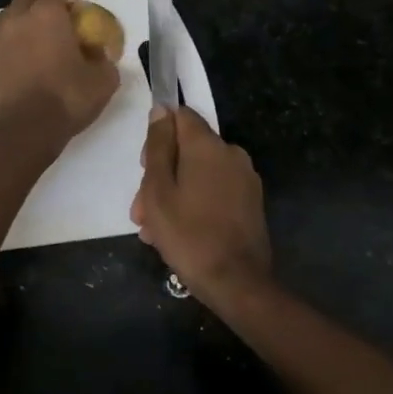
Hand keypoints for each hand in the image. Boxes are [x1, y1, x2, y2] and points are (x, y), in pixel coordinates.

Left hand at [0, 0, 119, 150]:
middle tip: (56, 12)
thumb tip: (98, 52)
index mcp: (49, 14)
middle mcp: (19, 17)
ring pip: (6, 13)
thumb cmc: (68, 99)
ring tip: (31, 29)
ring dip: (20, 15)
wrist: (26, 128)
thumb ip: (103, 59)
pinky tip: (0, 43)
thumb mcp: (103, 80)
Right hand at [131, 107, 271, 305]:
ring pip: (198, 173)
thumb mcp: (158, 189)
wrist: (237, 284)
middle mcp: (231, 153)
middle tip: (142, 211)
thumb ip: (158, 146)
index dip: (157, 136)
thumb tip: (160, 110)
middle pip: (187, 148)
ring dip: (174, 193)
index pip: (180, 116)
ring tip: (155, 230)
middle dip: (161, 174)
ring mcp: (244, 179)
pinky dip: (195, 203)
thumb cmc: (188, 233)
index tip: (145, 166)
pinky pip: (214, 190)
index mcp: (208, 145)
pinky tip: (178, 233)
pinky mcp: (250, 202)